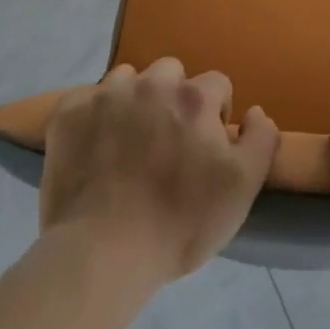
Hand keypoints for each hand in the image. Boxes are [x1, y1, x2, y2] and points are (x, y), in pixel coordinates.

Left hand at [40, 58, 279, 283]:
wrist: (103, 255)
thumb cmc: (180, 224)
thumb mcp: (241, 189)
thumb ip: (261, 141)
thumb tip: (256, 111)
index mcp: (194, 97)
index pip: (216, 85)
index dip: (215, 114)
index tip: (205, 149)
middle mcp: (151, 83)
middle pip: (171, 73)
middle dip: (174, 99)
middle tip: (166, 143)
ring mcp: (106, 94)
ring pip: (128, 79)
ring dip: (133, 101)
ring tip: (127, 143)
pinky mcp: (69, 113)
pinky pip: (86, 98)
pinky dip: (92, 116)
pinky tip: (93, 147)